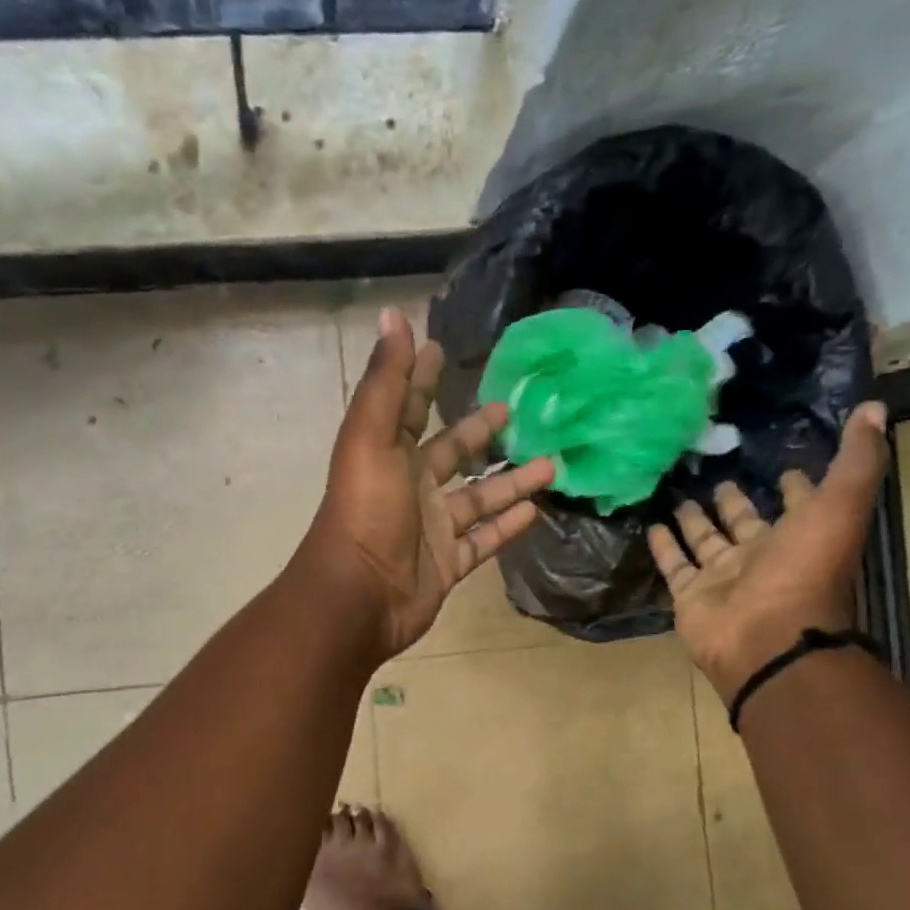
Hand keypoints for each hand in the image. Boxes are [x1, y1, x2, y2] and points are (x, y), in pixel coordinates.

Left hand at [301, 308, 556, 659]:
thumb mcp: (372, 438)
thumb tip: (392, 314)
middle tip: (514, 409)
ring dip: (511, 480)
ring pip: (478, 499)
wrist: (358, 595)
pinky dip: (507, 527)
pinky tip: (537, 510)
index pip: (409, 407)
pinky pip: (483, 541)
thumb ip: (387, 381)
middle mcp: (411, 487)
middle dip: (480, 430)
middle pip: (452, 453)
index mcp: (389, 454)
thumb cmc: (366, 511)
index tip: (440, 348)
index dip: (422, 378)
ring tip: (550, 463)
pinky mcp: (447, 564)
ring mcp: (431, 528)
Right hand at [649, 401, 889, 706]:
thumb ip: (857, 460)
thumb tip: (874, 407)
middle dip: (735, 501)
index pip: (799, 505)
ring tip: (680, 494)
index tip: (786, 465)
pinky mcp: (690, 594)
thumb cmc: (805, 571)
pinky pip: (674, 565)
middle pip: (744, 522)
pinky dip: (663, 547)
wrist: (766, 637)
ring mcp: (723, 577)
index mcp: (800, 537)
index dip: (796, 486)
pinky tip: (652, 523)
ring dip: (695, 519)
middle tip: (720, 477)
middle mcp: (761, 556)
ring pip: (706, 541)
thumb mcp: (840, 506)